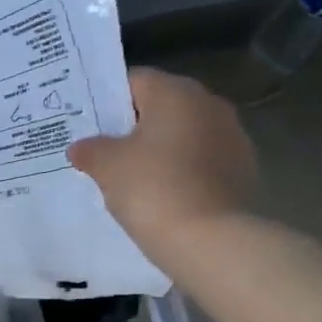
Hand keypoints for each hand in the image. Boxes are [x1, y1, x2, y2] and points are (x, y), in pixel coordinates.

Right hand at [68, 68, 258, 257]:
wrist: (211, 241)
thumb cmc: (153, 190)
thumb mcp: (108, 168)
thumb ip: (91, 150)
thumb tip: (80, 146)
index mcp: (176, 93)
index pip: (135, 81)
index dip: (107, 101)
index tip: (88, 126)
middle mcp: (209, 104)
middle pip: (162, 108)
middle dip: (133, 128)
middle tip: (104, 155)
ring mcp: (232, 137)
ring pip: (183, 136)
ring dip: (160, 152)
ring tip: (132, 181)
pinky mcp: (241, 170)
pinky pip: (200, 163)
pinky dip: (181, 173)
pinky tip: (162, 198)